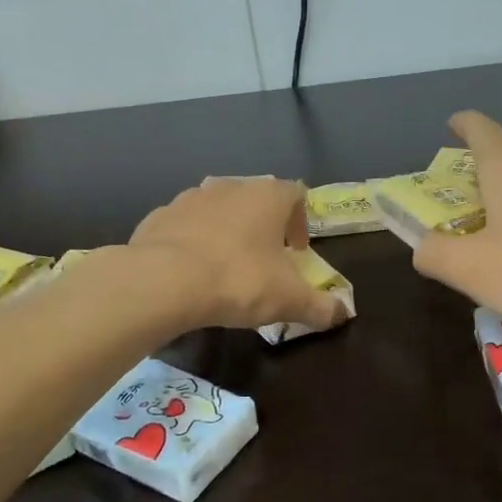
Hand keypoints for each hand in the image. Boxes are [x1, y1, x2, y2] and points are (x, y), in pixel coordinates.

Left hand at [129, 177, 351, 332]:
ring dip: (225, 231)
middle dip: (262, 226)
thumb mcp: (288, 301)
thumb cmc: (238, 280)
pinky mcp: (158, 217)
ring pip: (217, 209)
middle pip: (255, 199)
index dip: (300, 221)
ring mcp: (189, 198)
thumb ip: (320, 307)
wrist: (164, 281)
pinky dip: (191, 243)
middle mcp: (230, 187)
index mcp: (267, 197)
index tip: (297, 252)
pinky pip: (183, 226)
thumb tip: (343, 314)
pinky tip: (189, 272)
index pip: (295, 194)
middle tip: (264, 260)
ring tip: (225, 266)